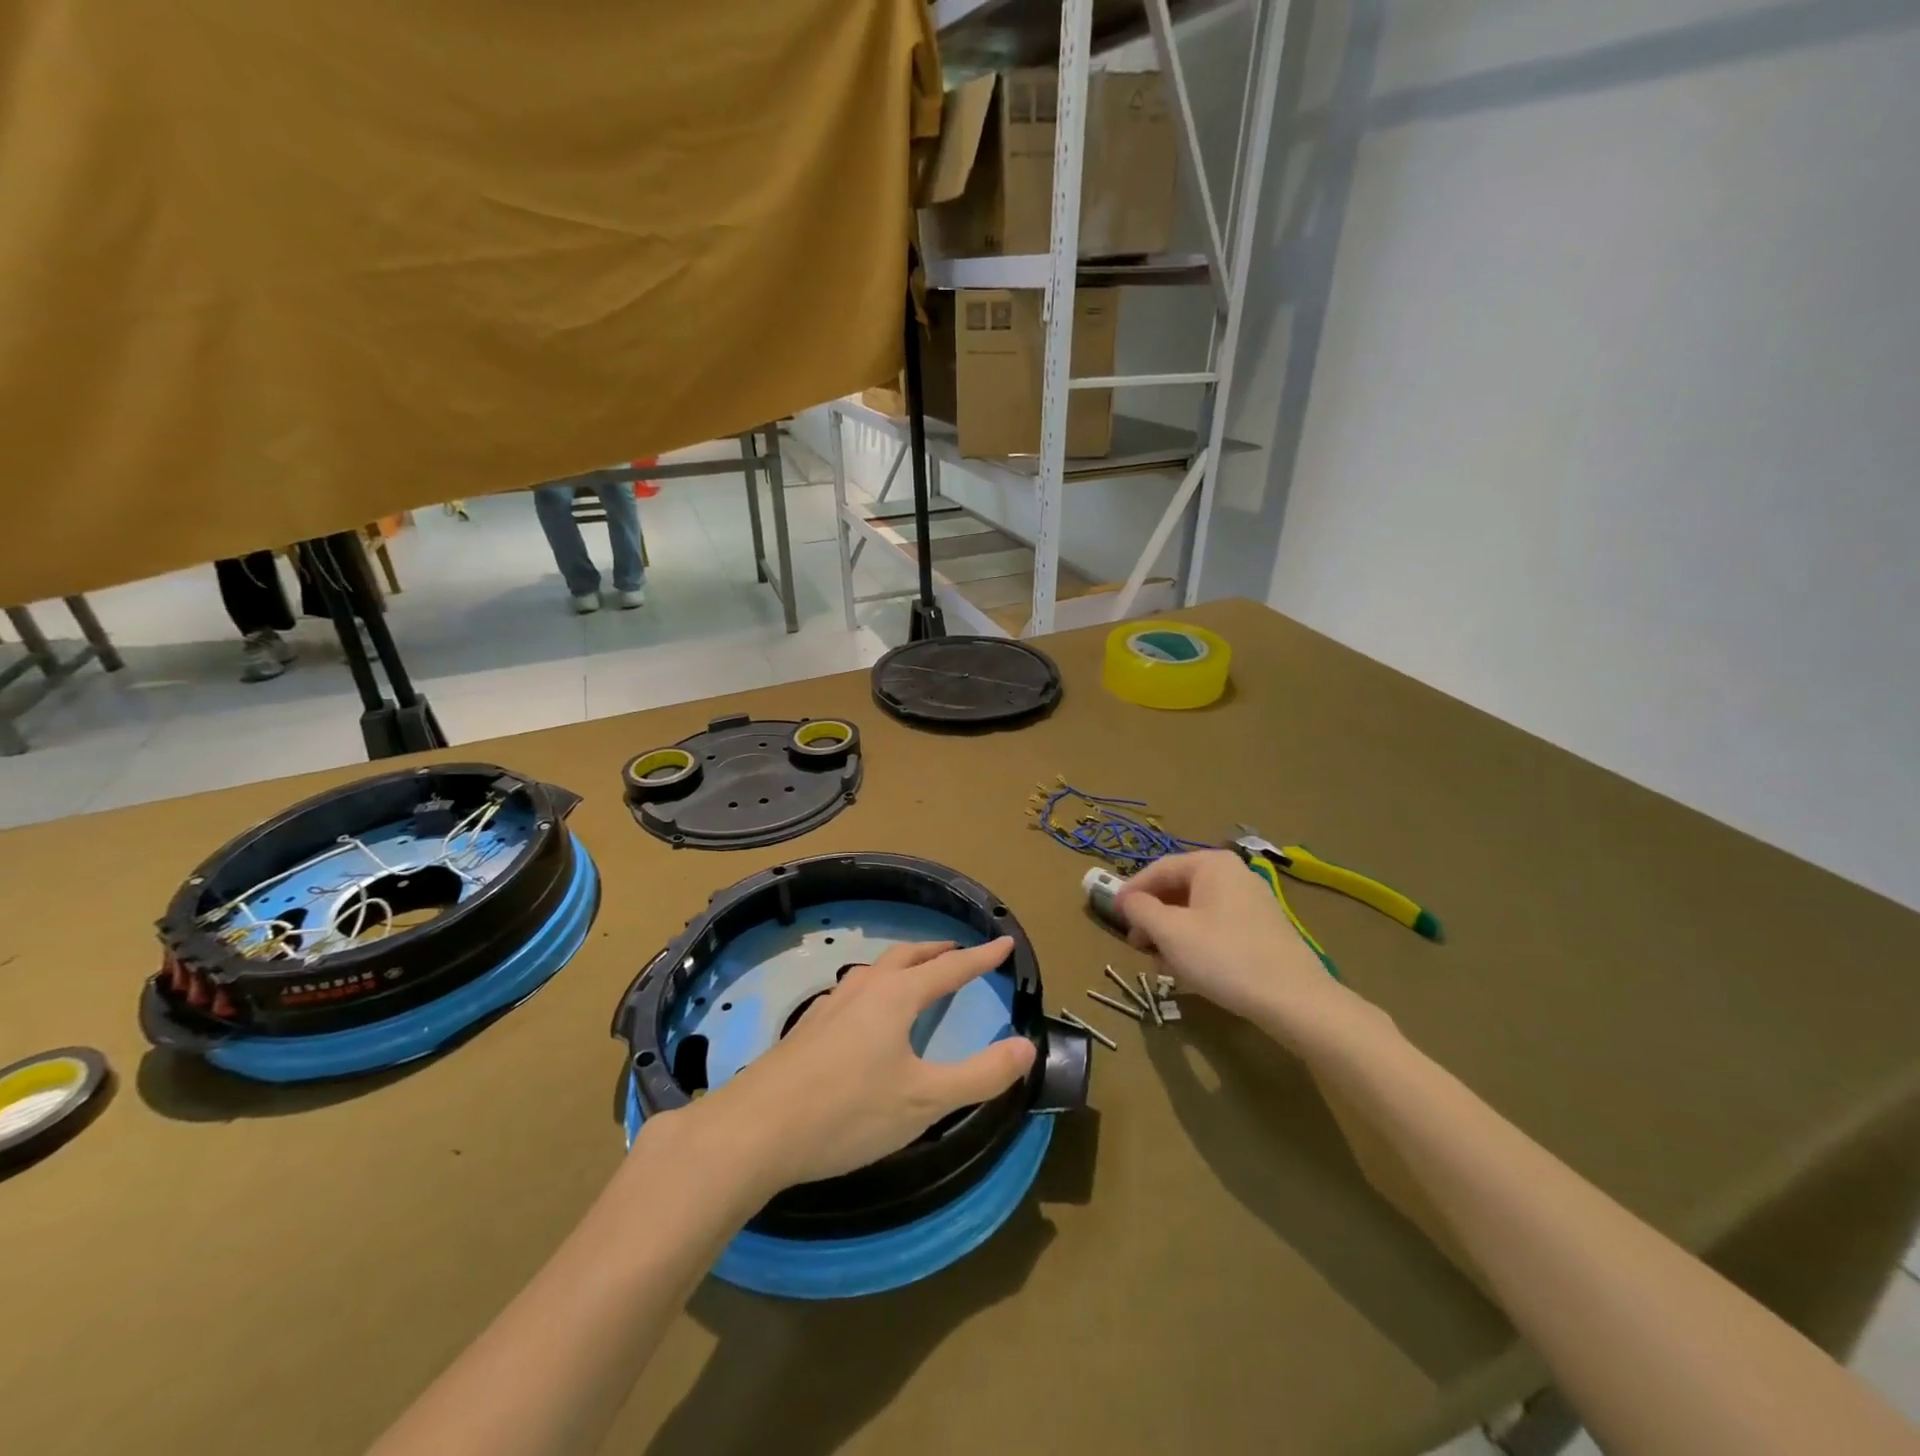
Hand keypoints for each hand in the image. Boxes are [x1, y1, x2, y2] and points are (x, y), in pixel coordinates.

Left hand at [688, 937, 1036, 1194]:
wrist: (756, 1130)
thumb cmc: (848, 1112)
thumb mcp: (924, 1101)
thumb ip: (980, 1076)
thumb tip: (1026, 1047)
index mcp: (896, 997)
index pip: (950, 968)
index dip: (981, 957)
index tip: (1005, 942)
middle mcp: (864, 990)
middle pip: (908, 957)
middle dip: (938, 952)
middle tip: (960, 952)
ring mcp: (831, 1006)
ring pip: (876, 971)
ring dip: (904, 966)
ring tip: (916, 976)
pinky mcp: (808, 1029)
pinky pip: (853, 991)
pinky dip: (876, 987)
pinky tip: (865, 1014)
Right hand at [1116, 851, 1353, 1038]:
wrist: (1294, 1000)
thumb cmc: (1223, 957)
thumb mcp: (1170, 932)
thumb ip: (1140, 909)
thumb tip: (1125, 899)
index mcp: (1212, 864)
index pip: (1158, 869)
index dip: (1131, 891)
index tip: (1111, 915)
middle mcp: (1233, 874)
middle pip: (1178, 889)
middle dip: (1152, 917)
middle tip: (1135, 944)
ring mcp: (1251, 902)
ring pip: (1195, 911)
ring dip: (1171, 934)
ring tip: (1159, 963)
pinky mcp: (1262, 930)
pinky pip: (1216, 926)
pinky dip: (1195, 942)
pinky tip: (1187, 970)